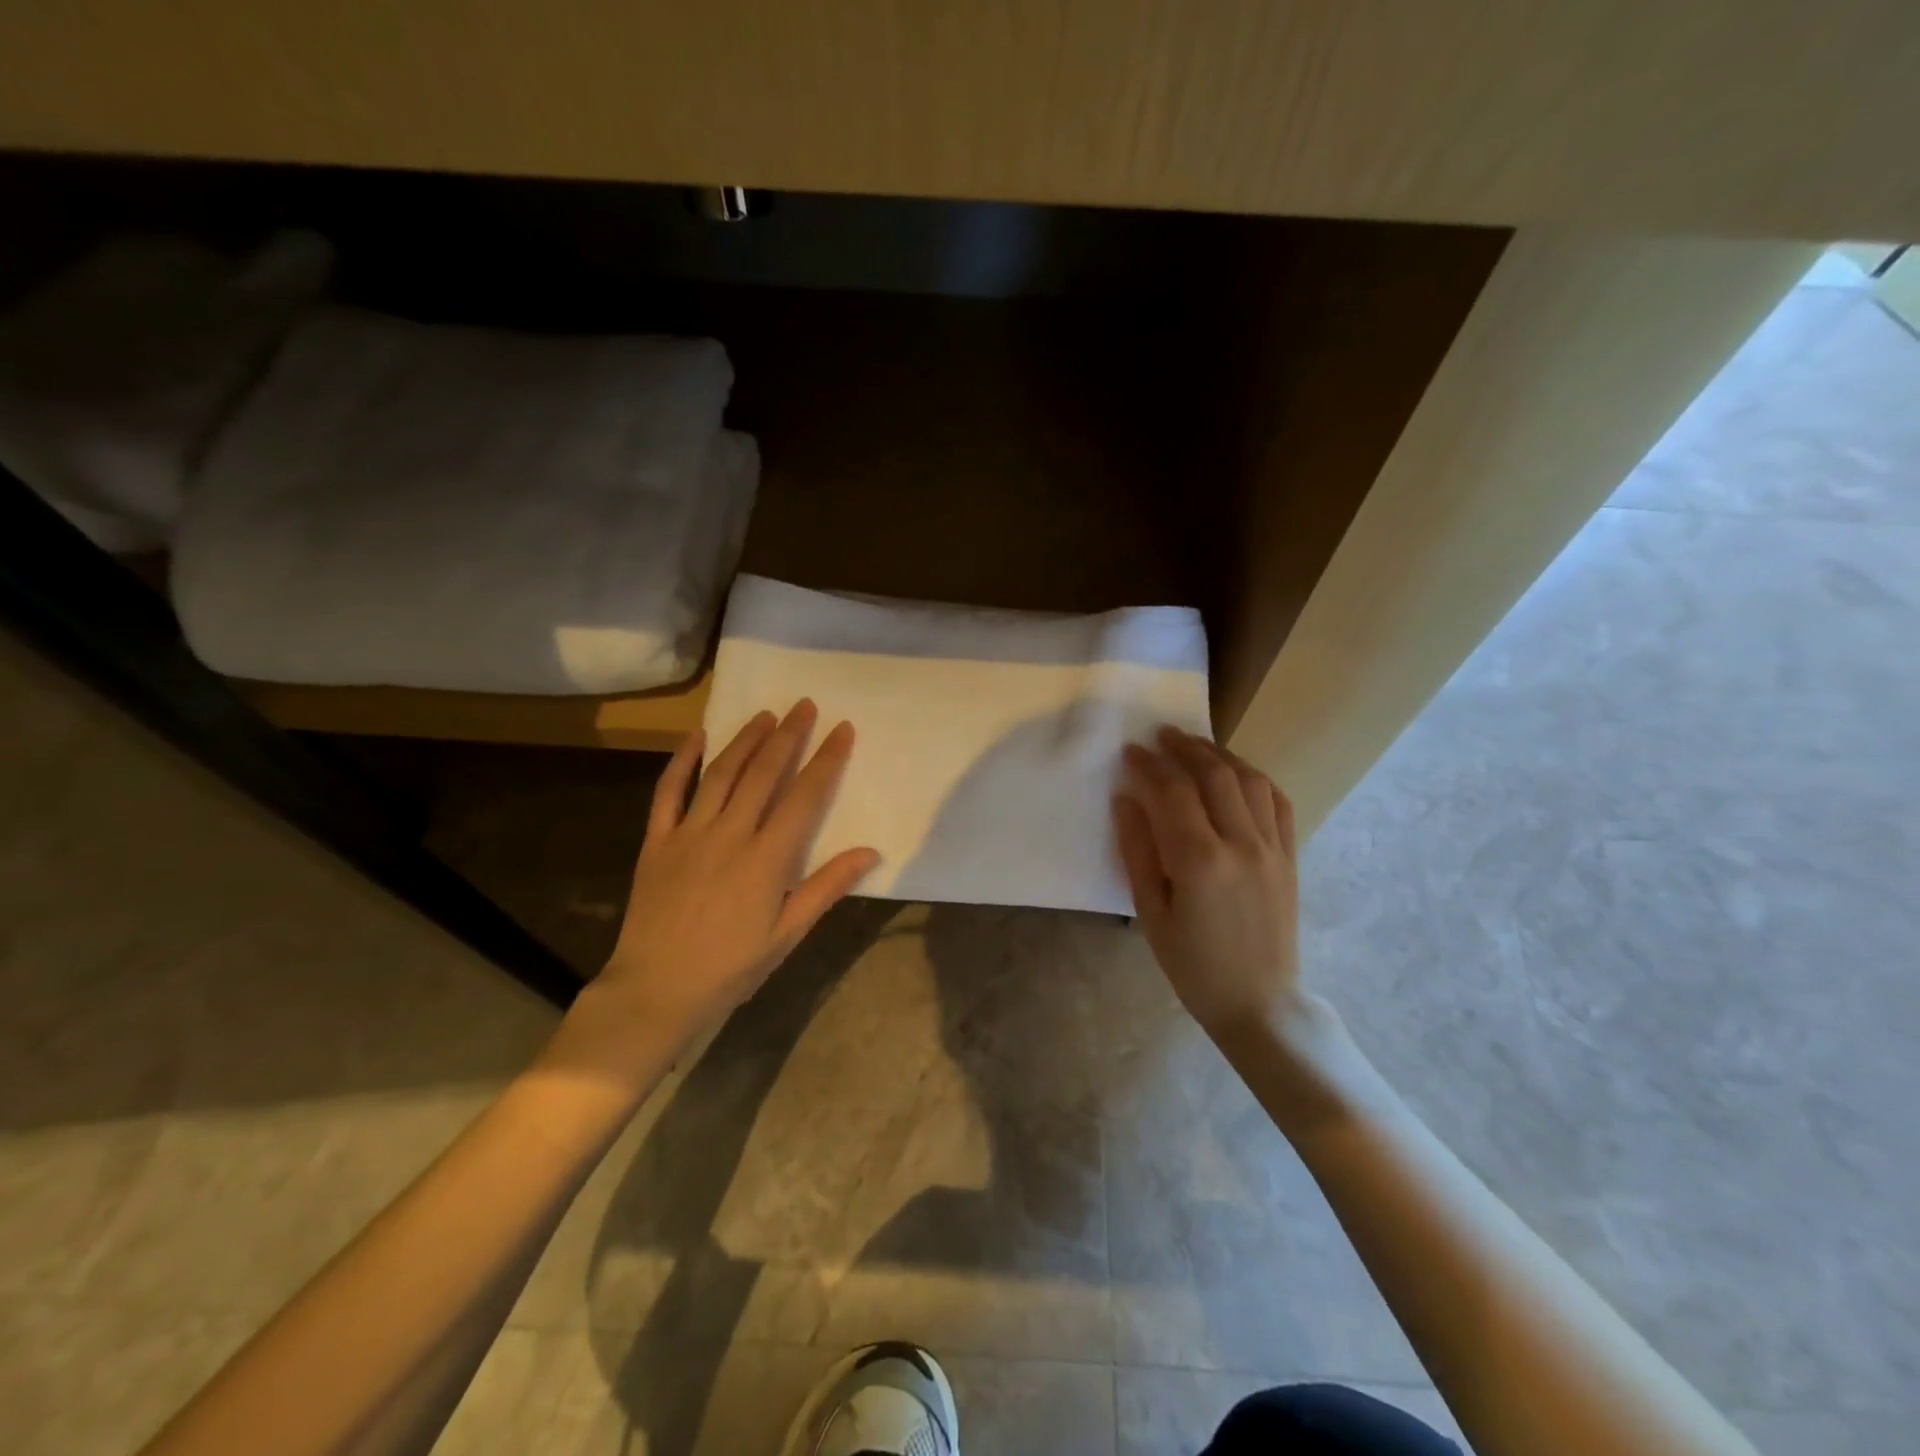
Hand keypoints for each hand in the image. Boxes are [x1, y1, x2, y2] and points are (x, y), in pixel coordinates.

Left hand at [549, 701, 878, 1087]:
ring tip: (765, 714)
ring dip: (745, 740)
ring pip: (720, 774)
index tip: (842, 729)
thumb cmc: (731, 968)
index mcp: (767, 859)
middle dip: (788, 736)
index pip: (805, 796)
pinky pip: (668, 793)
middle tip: (804, 706)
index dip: (826, 759)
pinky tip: (696, 737)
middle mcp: (729, 835)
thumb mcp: (788, 934)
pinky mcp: (657, 842)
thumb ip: (826, 887)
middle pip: (764, 773)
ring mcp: (689, 834)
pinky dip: (681, 762)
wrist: (655, 991)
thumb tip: (870, 852)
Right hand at [1113, 726, 1306, 1038]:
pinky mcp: (1290, 857)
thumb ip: (1137, 852)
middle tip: (1162, 735)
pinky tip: (1238, 773)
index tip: (1131, 751)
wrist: (1259, 1003)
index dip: (1149, 766)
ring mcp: (1273, 849)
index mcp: (1200, 861)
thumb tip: (1126, 800)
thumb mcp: (1151, 914)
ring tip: (1196, 746)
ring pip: (1250, 781)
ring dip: (1221, 756)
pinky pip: (1278, 803)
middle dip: (1185, 749)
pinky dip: (1256, 778)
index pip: (1173, 793)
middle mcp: (1241, 845)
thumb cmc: (1194, 966)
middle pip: (1213, 776)